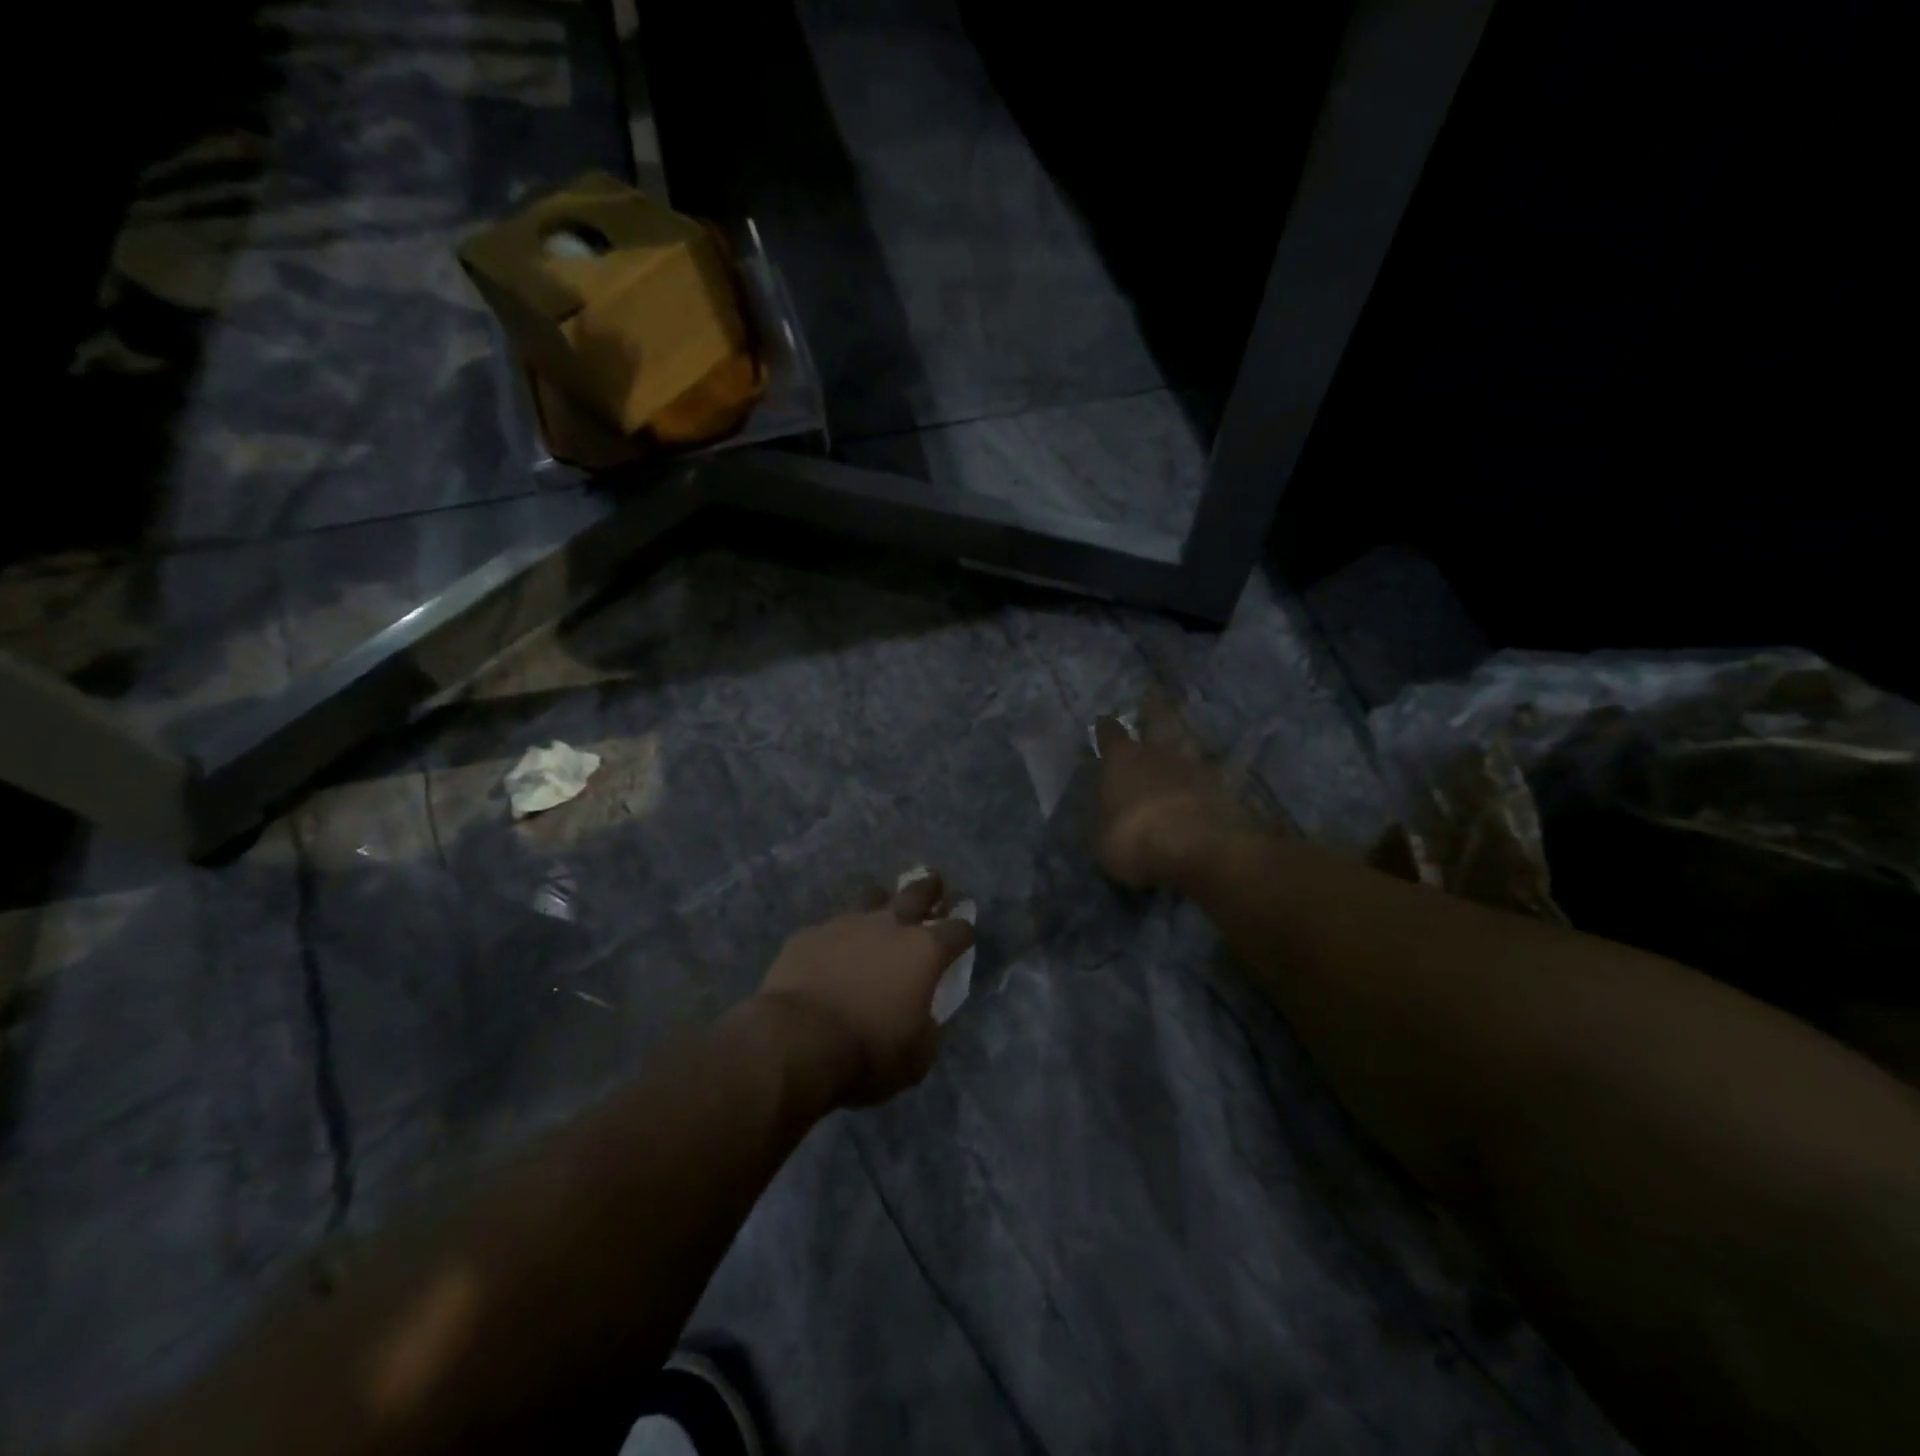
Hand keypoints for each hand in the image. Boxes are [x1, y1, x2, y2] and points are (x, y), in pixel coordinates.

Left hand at [756, 873, 974, 1105]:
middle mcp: (891, 925)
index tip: (964, 934)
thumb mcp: (917, 1057)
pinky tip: (832, 952)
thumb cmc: (868, 1052)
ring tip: (881, 913)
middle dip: (931, 887)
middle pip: (919, 890)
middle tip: (935, 886)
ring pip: (872, 897)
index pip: (958, 929)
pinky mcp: (811, 933)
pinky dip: (839, 937)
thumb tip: (925, 1016)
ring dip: (882, 903)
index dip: (965, 931)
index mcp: (925, 951)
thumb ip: (928, 1028)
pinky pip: (831, 926)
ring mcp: (848, 923)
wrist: (797, 1040)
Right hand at [1092, 691, 1247, 889]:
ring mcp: (1198, 768)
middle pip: (1158, 721)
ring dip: (1185, 735)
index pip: (1110, 736)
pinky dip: (1217, 771)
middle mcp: (1160, 754)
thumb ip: (1105, 818)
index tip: (1103, 719)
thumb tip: (1107, 809)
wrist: (1198, 848)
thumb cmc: (1134, 840)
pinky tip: (1218, 773)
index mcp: (1123, 761)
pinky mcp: (1227, 788)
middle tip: (1152, 696)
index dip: (1106, 728)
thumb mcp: (1102, 838)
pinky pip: (1219, 773)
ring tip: (1184, 733)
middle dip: (1152, 709)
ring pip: (1190, 741)